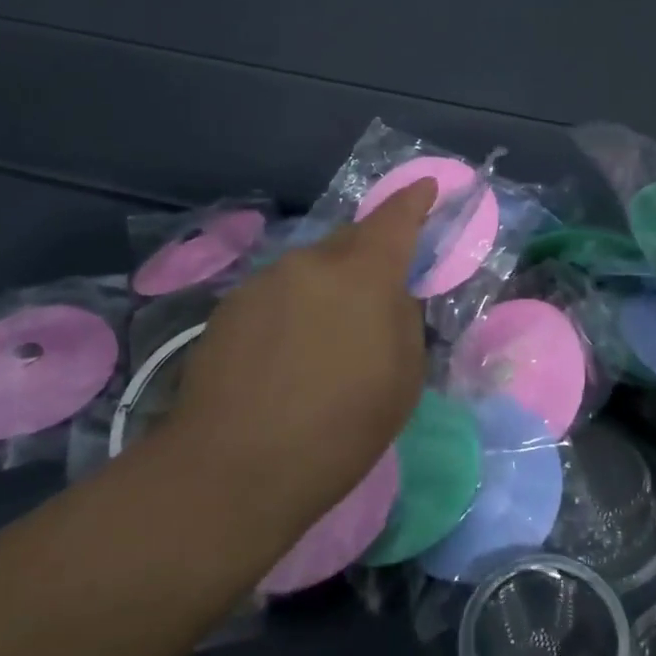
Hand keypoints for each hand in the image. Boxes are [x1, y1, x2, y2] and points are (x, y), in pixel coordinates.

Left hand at [149, 180, 437, 548]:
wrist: (233, 469)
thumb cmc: (339, 429)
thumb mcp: (402, 378)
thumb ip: (403, 319)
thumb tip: (390, 295)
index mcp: (363, 274)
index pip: (395, 219)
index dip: (414, 200)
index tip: (426, 187)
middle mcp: (311, 262)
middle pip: (349, 240)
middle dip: (367, 256)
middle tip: (374, 294)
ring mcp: (264, 281)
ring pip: (309, 270)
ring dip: (325, 289)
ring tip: (322, 342)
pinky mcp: (229, 307)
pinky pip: (276, 294)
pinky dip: (291, 310)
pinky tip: (283, 356)